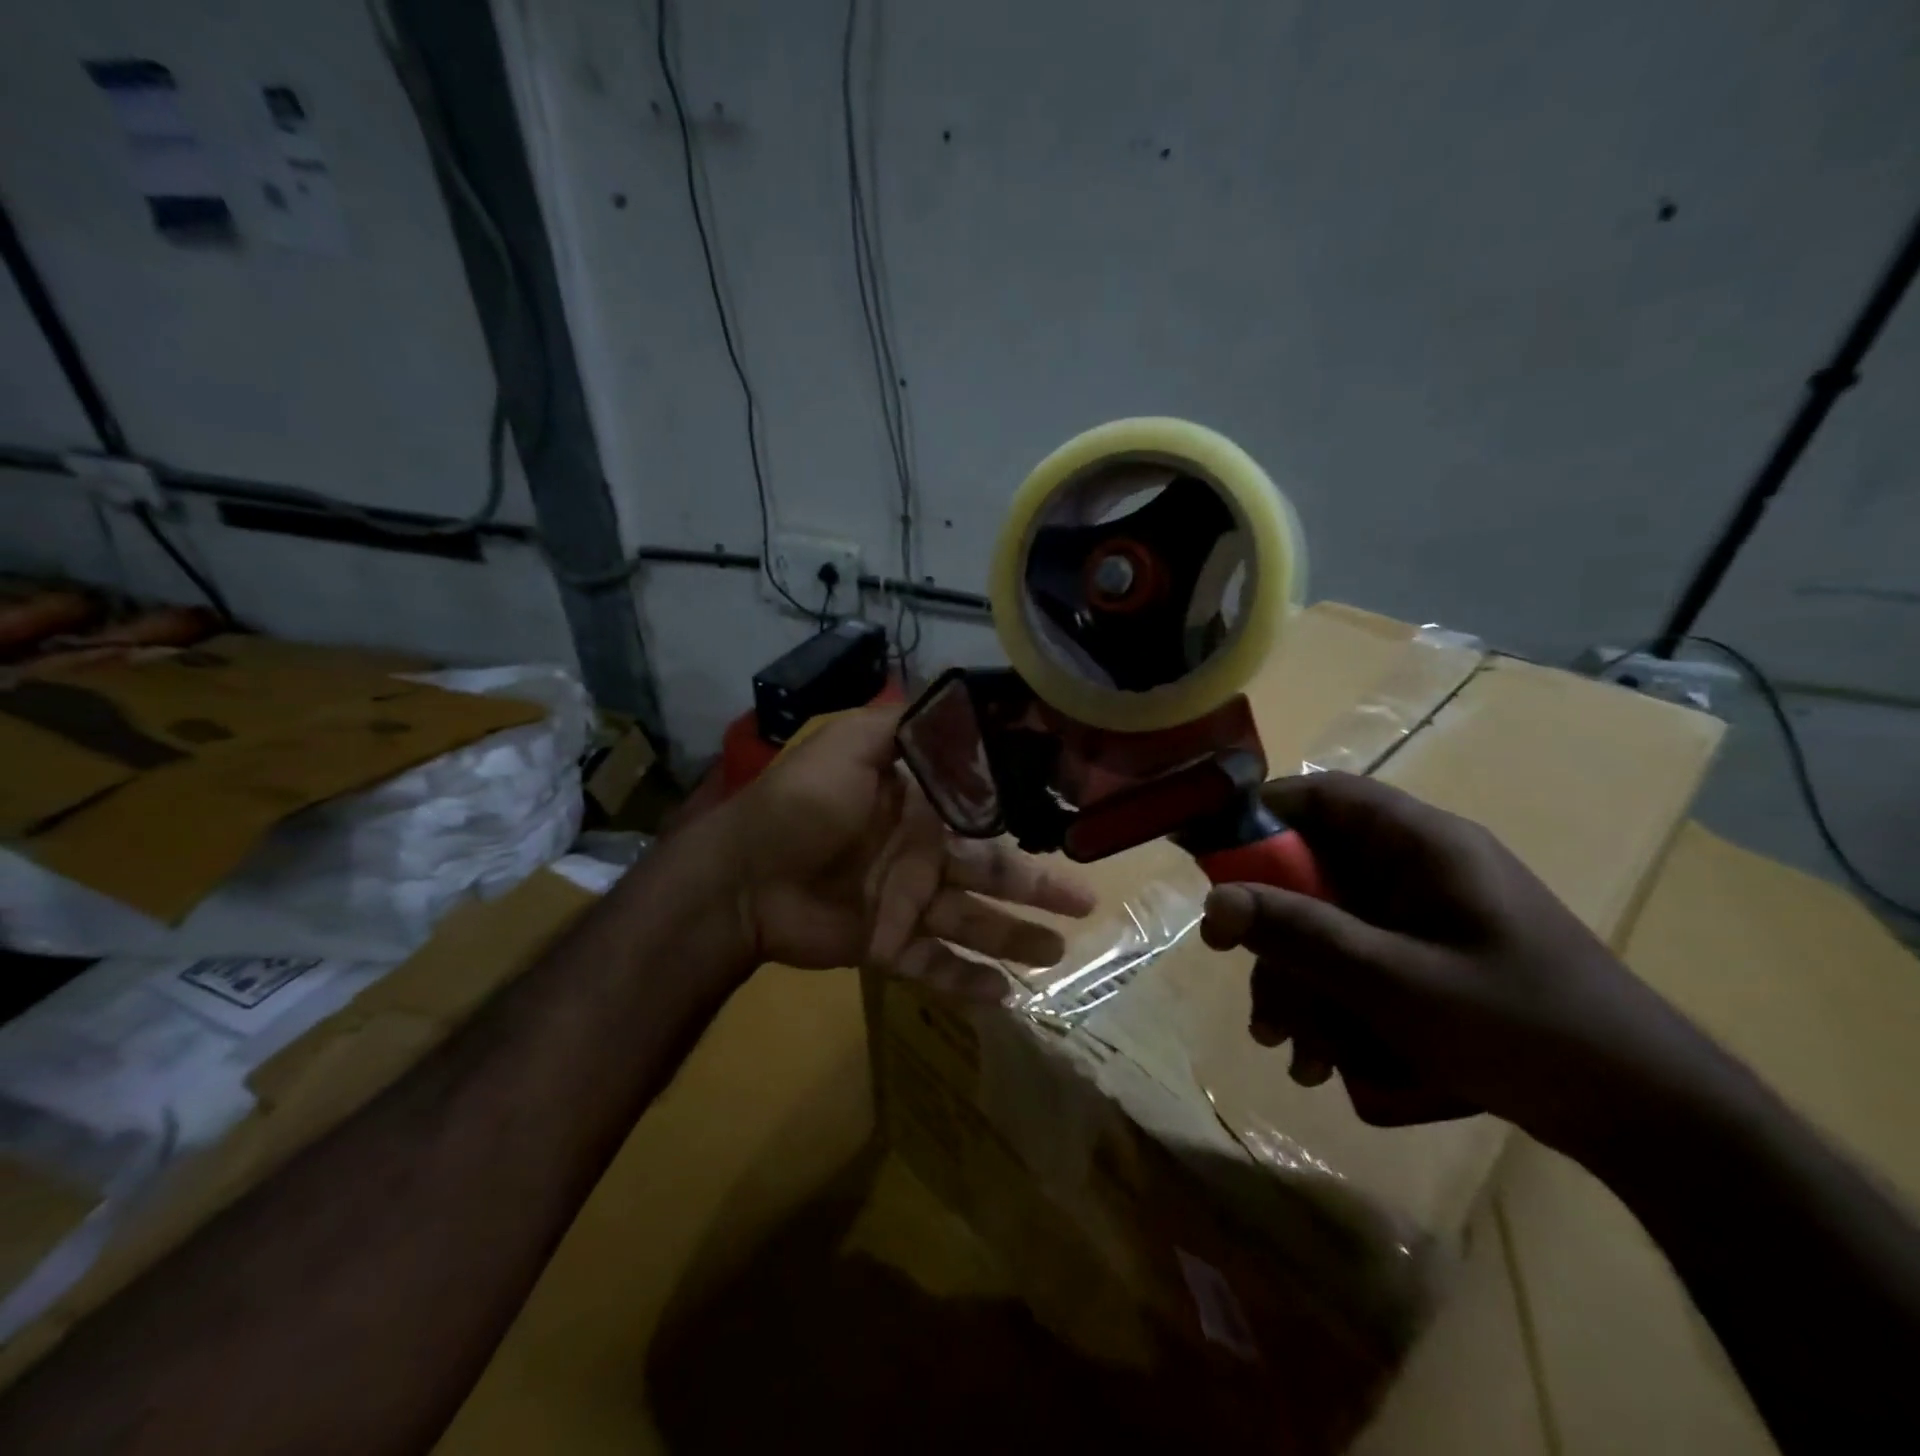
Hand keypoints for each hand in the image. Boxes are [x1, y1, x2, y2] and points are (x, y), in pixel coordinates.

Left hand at [712, 706, 1095, 994]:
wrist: (743, 876)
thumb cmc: (802, 804)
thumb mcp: (854, 743)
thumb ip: (904, 724)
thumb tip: (959, 700)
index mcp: (918, 806)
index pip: (982, 813)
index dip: (1023, 818)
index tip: (1068, 821)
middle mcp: (920, 853)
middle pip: (990, 871)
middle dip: (1037, 886)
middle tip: (1085, 900)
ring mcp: (905, 903)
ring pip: (973, 922)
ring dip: (1015, 938)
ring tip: (1058, 953)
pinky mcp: (886, 945)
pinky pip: (934, 967)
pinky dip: (967, 983)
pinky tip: (1006, 998)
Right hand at [1199, 772, 1716, 1151]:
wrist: (1650, 1120)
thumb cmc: (1525, 1028)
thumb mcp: (1397, 982)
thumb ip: (1303, 936)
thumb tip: (1213, 903)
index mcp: (1423, 845)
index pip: (1325, 795)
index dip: (1263, 817)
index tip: (1215, 866)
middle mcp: (1419, 870)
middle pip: (1315, 872)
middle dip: (1275, 935)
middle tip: (1248, 986)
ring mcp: (1425, 918)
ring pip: (1330, 927)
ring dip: (1299, 983)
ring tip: (1289, 1048)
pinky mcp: (1430, 961)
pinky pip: (1358, 964)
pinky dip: (1332, 1004)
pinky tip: (1324, 1061)